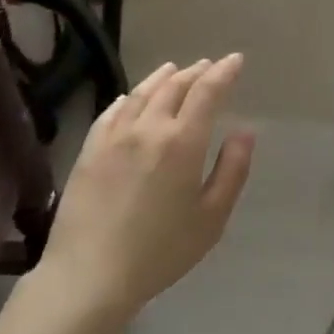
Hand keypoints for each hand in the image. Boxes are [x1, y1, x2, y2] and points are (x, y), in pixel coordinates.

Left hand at [42, 55, 255, 316]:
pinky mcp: (89, 150)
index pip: (207, 92)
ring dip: (162, 77)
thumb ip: (232, 169)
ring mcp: (114, 136)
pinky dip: (128, 98)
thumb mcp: (212, 217)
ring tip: (174, 69)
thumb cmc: (161, 251)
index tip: (236, 60)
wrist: (90, 274)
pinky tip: (130, 97)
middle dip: (195, 72)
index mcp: (183, 142)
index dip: (223, 72)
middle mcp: (148, 128)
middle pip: (174, 87)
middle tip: (208, 66)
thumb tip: (245, 131)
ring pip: (141, 93)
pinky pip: (111, 111)